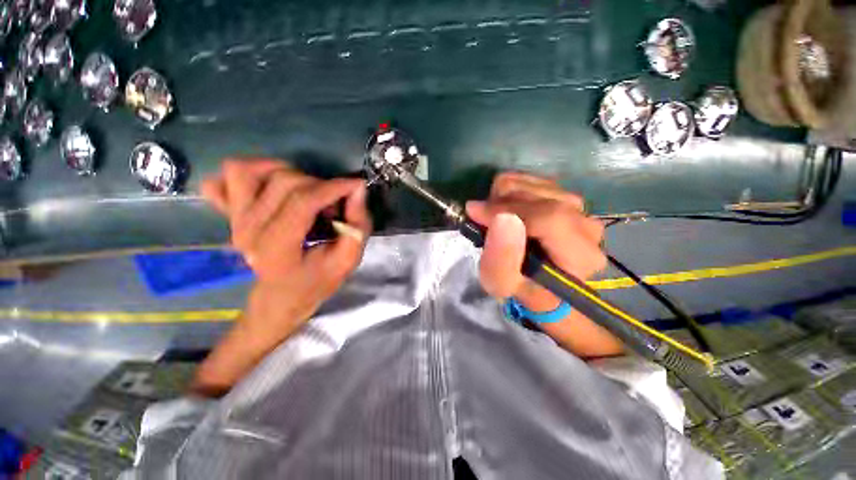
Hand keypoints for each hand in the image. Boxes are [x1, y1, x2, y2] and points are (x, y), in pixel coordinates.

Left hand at [192, 159, 370, 396]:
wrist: (282, 301)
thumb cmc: (316, 286)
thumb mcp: (347, 262)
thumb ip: (356, 227)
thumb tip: (357, 192)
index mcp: (277, 249)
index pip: (303, 199)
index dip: (334, 186)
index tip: (357, 185)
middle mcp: (247, 232)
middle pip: (282, 182)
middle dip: (318, 183)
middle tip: (335, 199)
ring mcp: (232, 223)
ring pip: (247, 172)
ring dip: (283, 171)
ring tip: (306, 188)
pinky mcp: (228, 217)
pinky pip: (222, 182)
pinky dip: (242, 174)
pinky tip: (264, 186)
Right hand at [466, 172, 619, 357]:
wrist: (537, 279)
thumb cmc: (519, 285)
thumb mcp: (501, 283)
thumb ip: (500, 257)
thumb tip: (501, 217)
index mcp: (581, 256)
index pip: (550, 218)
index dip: (508, 210)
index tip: (476, 213)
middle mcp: (588, 226)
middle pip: (541, 195)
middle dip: (501, 203)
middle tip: (483, 220)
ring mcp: (580, 208)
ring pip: (535, 183)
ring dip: (503, 197)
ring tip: (495, 218)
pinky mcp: (565, 196)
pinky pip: (532, 179)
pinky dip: (510, 190)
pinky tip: (505, 209)